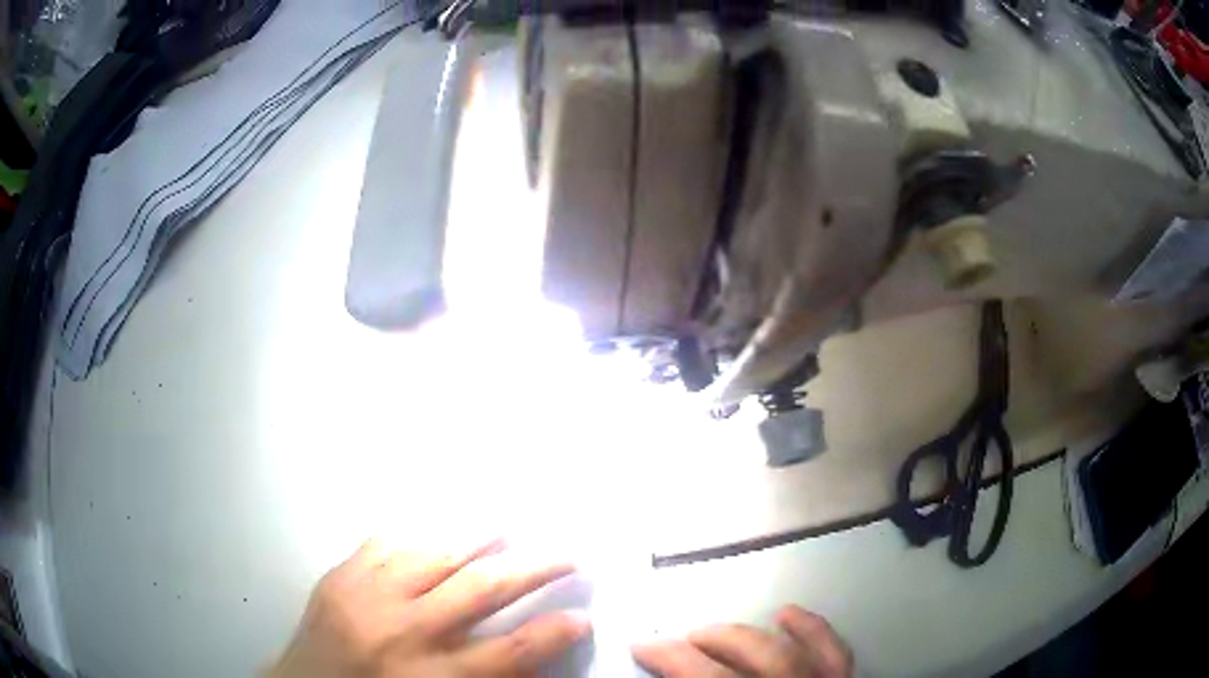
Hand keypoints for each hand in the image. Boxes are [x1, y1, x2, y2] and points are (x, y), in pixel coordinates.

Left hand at [267, 539, 589, 677]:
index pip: (511, 653)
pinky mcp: (339, 577)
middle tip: (567, 554)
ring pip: (434, 554)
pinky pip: (385, 543)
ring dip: (478, 537)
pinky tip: (437, 527)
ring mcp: (365, 597)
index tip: (582, 617)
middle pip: (482, 590)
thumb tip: (531, 650)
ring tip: (508, 523)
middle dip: (534, 568)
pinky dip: (418, 532)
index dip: (553, 632)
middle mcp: (403, 633)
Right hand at [633, 606, 851, 677]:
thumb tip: (666, 675)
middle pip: (747, 655)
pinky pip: (835, 651)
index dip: (671, 657)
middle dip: (708, 643)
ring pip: (786, 650)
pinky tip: (788, 614)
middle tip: (679, 639)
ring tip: (715, 629)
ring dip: (746, 635)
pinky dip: (813, 630)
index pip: (707, 676)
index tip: (641, 644)